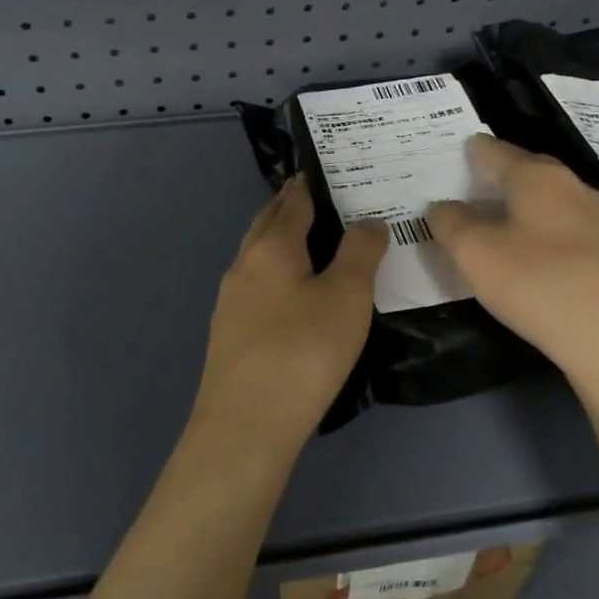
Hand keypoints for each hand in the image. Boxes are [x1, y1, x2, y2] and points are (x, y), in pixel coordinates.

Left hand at [191, 176, 387, 458]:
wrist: (244, 428)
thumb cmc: (303, 352)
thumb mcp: (347, 297)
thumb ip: (361, 251)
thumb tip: (369, 220)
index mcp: (271, 246)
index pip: (294, 199)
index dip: (313, 182)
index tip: (335, 170)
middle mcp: (244, 263)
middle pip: (269, 222)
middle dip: (293, 206)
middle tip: (328, 198)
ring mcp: (231, 300)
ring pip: (259, 254)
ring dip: (283, 240)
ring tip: (317, 243)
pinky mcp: (229, 332)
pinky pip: (257, 284)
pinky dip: (277, 272)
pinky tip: (294, 294)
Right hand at [428, 134, 598, 390]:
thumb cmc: (539, 284)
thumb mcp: (475, 253)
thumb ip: (451, 222)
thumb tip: (444, 206)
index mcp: (537, 175)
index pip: (493, 149)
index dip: (467, 153)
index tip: (446, 162)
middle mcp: (572, 185)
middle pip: (524, 171)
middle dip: (494, 179)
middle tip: (463, 195)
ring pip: (547, 201)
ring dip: (519, 209)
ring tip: (491, 228)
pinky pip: (565, 229)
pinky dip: (541, 234)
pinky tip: (530, 259)